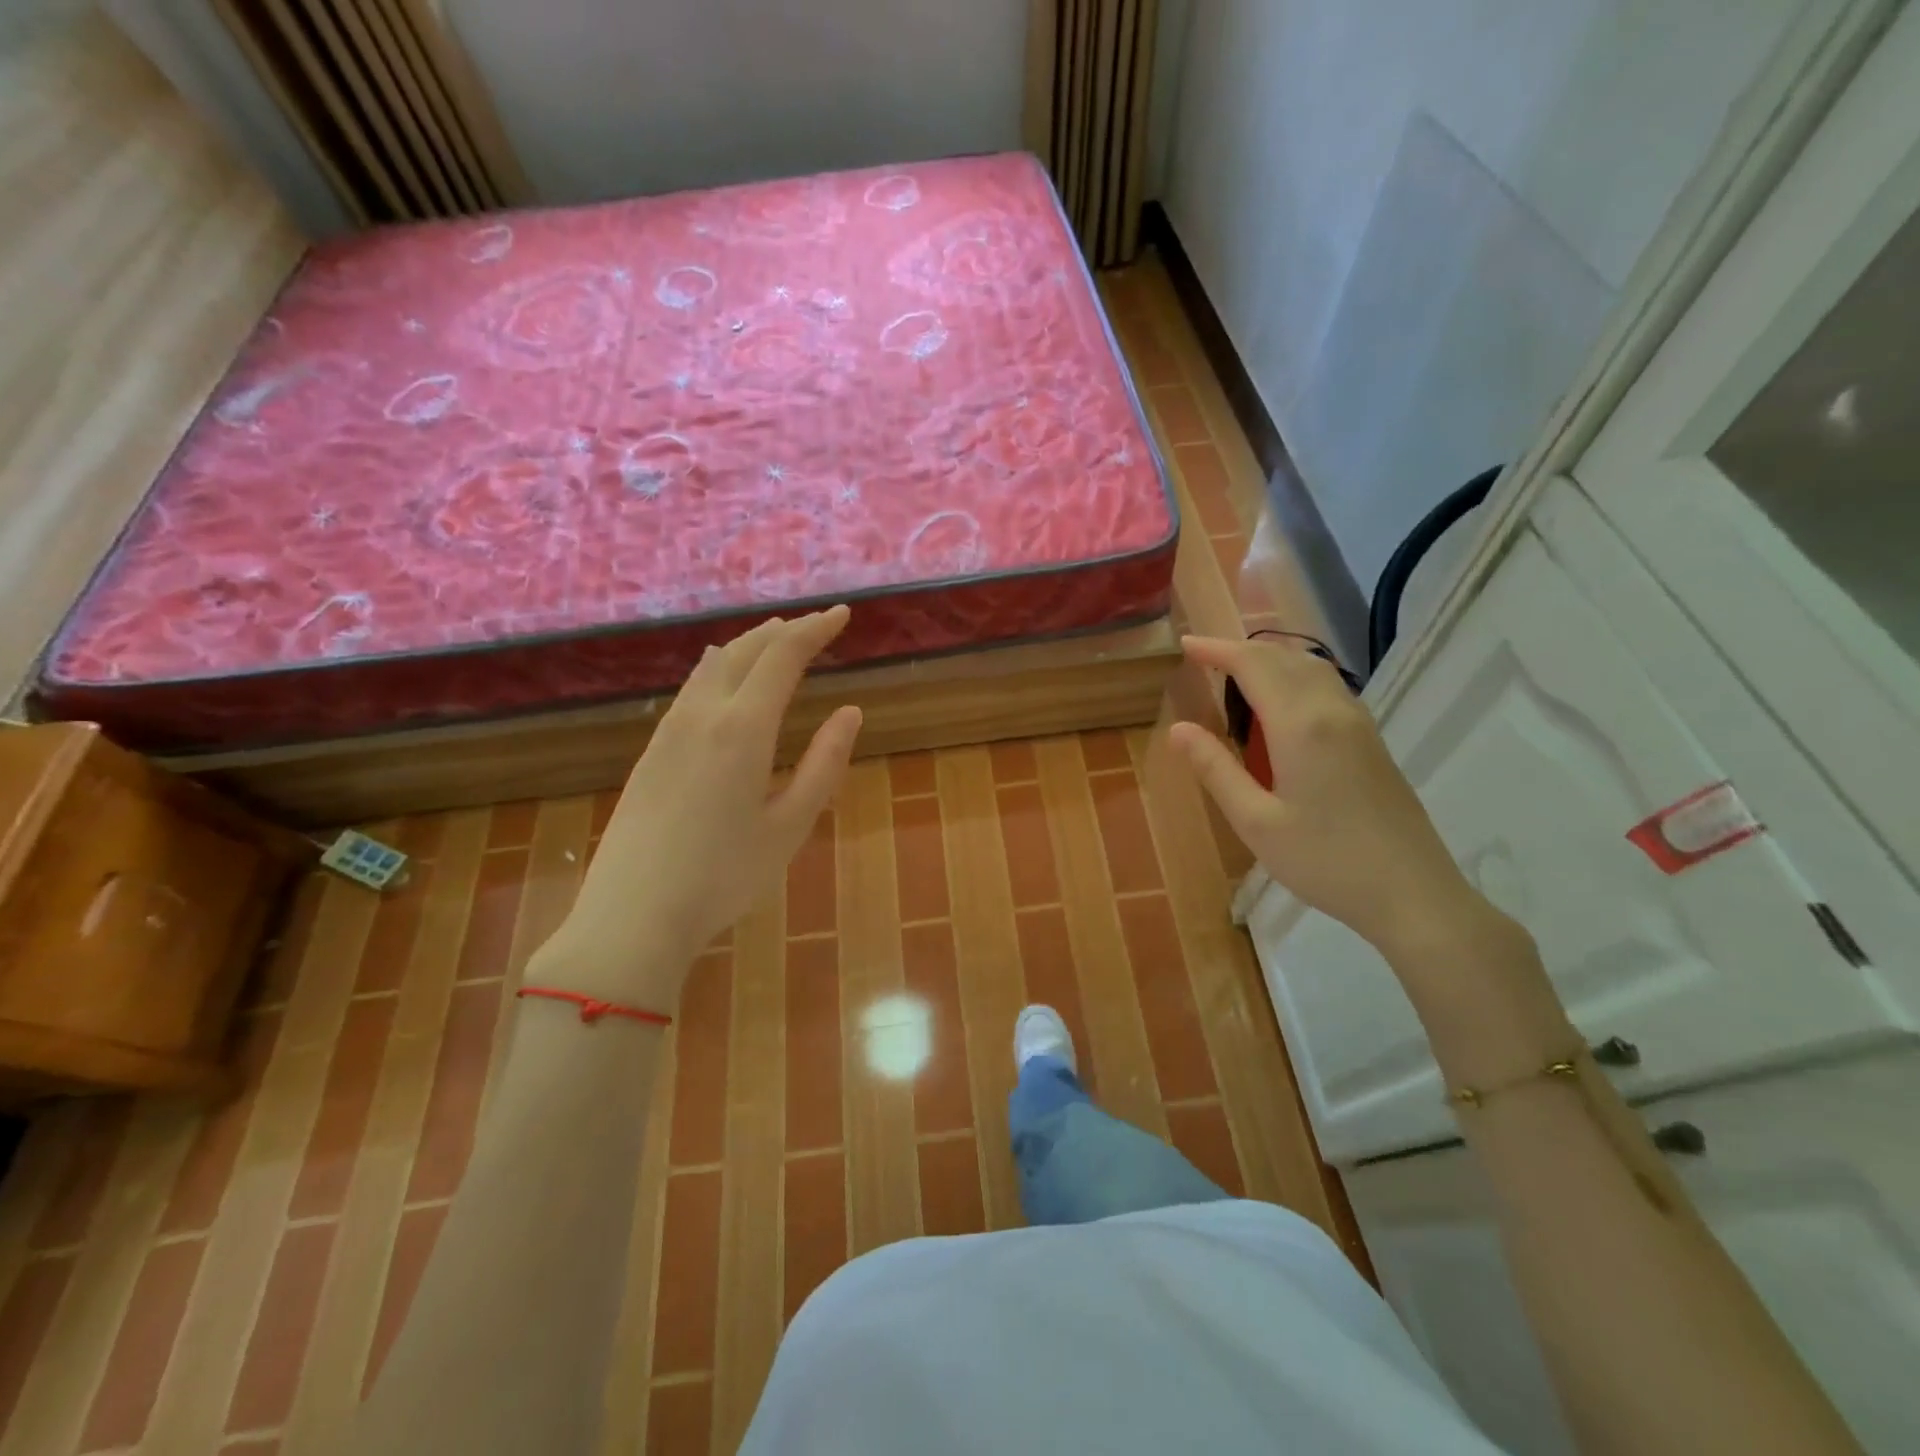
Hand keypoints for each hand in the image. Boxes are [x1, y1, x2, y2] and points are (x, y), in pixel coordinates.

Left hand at [533, 607, 861, 1006]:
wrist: (631, 915)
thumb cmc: (724, 876)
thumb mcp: (790, 825)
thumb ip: (824, 764)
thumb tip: (851, 712)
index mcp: (743, 728)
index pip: (783, 656)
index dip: (816, 629)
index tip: (842, 614)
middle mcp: (703, 714)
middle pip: (745, 650)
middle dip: (784, 630)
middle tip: (816, 625)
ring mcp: (670, 730)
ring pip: (713, 665)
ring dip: (750, 645)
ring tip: (775, 639)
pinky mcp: (652, 751)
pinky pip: (692, 688)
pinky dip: (720, 667)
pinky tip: (721, 675)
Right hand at [1170, 634, 1489, 959]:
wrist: (1413, 894)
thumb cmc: (1325, 861)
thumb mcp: (1256, 822)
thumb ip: (1216, 770)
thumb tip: (1179, 729)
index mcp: (1300, 725)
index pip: (1254, 665)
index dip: (1217, 650)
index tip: (1185, 645)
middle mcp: (1333, 711)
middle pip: (1285, 657)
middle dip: (1242, 649)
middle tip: (1204, 658)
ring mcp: (1359, 724)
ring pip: (1312, 668)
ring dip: (1272, 659)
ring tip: (1237, 673)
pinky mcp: (1372, 741)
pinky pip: (1329, 687)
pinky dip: (1295, 676)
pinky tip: (1281, 703)